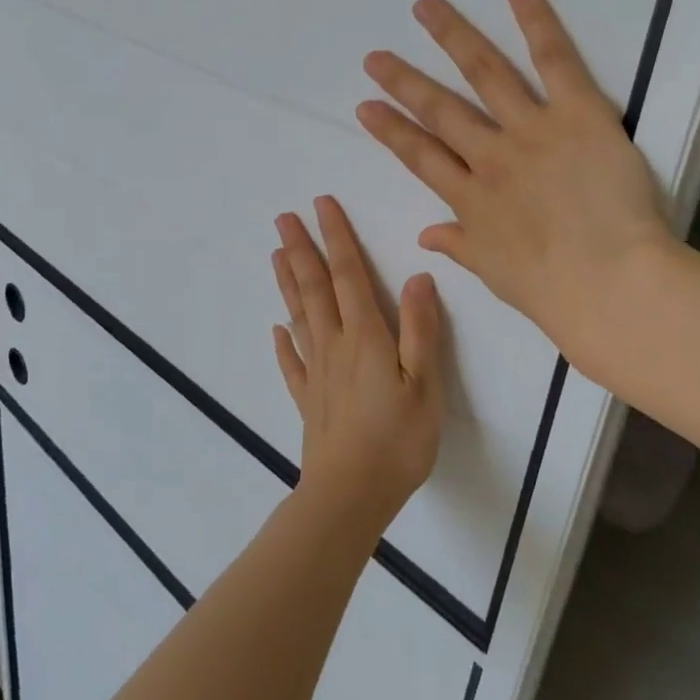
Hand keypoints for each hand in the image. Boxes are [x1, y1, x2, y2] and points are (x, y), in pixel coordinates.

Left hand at [271, 197, 445, 535]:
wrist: (351, 494)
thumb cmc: (398, 439)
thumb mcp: (425, 383)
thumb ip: (421, 330)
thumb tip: (418, 277)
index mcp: (365, 336)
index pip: (348, 275)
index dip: (336, 237)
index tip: (321, 205)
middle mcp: (334, 345)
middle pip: (314, 288)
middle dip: (301, 249)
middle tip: (283, 217)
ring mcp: (316, 373)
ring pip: (298, 316)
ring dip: (287, 283)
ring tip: (275, 254)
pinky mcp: (308, 400)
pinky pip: (291, 363)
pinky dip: (283, 344)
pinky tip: (276, 330)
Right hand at [357, 0, 676, 384]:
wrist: (609, 283)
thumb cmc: (553, 291)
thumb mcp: (495, 274)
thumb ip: (459, 246)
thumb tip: (426, 236)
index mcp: (470, 200)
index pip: (420, 157)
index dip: (390, 130)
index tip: (365, 106)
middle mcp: (490, 157)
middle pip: (439, 110)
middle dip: (403, 82)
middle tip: (375, 57)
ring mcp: (530, 131)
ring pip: (483, 74)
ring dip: (451, 38)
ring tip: (426, 8)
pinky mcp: (577, 114)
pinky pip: (554, 60)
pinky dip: (536, 21)